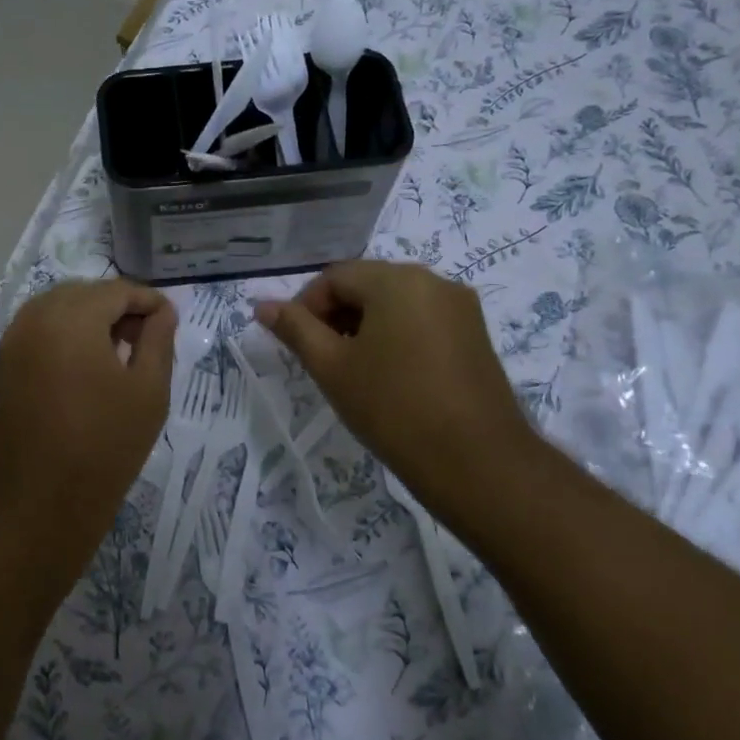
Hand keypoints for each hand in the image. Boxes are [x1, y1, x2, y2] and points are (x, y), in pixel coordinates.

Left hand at [0, 279, 176, 541]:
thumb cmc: (104, 445)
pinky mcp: (4, 362)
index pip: (117, 290)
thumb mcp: (148, 391)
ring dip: (90, 318)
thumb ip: (158, 340)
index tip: (170, 321)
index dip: (149, 301)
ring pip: (59, 307)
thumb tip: (162, 312)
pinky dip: (66, 332)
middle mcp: (35, 317)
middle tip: (146, 338)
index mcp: (72, 317)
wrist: (40, 501)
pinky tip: (87, 363)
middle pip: (85, 293)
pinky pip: (40, 328)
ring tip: (118, 351)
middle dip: (118, 307)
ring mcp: (14, 339)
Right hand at [255, 261, 541, 511]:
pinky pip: (422, 320)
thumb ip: (295, 329)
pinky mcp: (475, 334)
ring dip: (364, 326)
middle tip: (321, 359)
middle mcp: (433, 281)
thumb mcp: (332, 367)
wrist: (476, 462)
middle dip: (335, 316)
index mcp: (396, 280)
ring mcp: (460, 307)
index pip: (334, 277)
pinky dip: (395, 336)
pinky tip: (388, 375)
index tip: (297, 345)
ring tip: (352, 370)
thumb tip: (263, 306)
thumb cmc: (392, 407)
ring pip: (395, 303)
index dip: (305, 307)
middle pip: (367, 285)